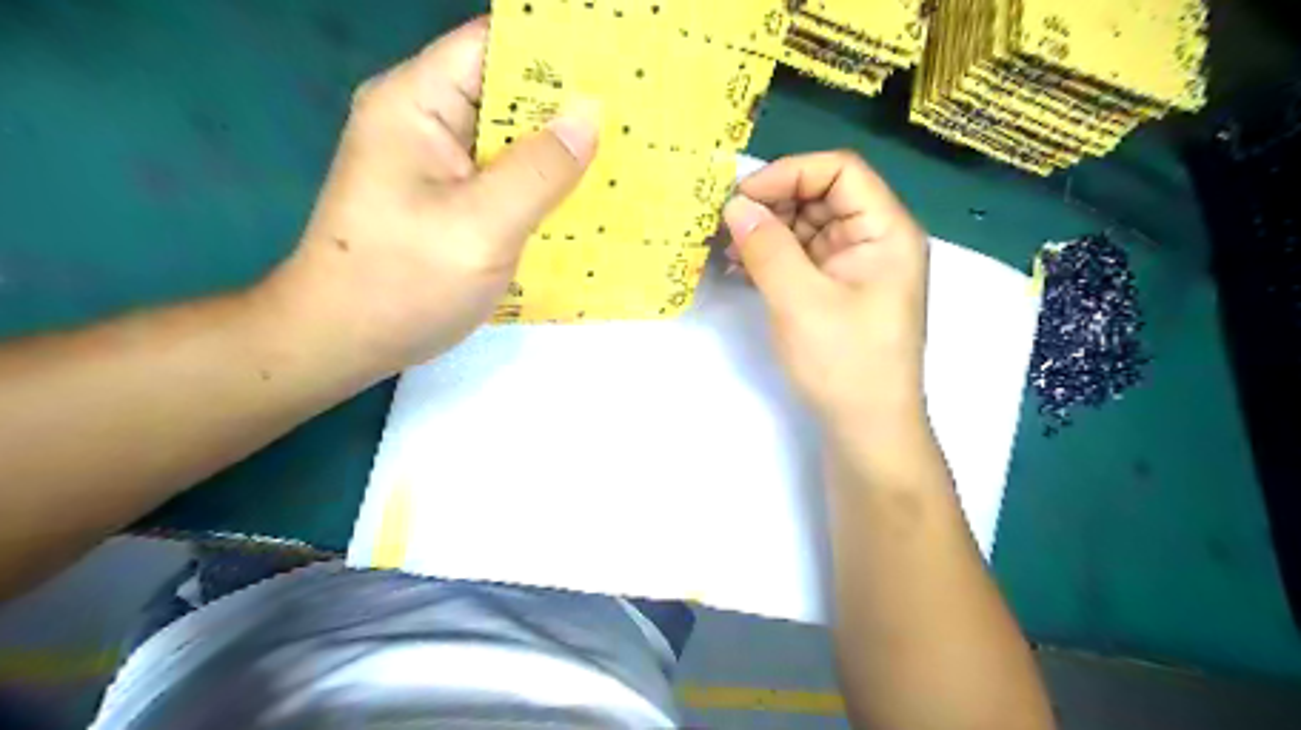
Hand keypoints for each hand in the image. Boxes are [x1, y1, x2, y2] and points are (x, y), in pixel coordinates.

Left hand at [272, 18, 603, 376]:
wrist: (343, 342)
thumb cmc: (404, 282)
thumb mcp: (481, 226)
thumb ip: (540, 170)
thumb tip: (591, 115)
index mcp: (418, 103)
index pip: (494, 46)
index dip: (557, 49)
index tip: (617, 66)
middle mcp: (426, 122)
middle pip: (506, 92)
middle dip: (568, 105)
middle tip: (636, 118)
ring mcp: (438, 165)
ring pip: (510, 141)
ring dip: (560, 150)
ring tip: (624, 155)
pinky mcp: (449, 201)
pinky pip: (506, 179)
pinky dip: (542, 186)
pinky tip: (583, 200)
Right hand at [722, 149, 924, 430]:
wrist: (865, 428)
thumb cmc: (844, 363)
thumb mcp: (800, 301)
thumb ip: (767, 248)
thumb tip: (734, 206)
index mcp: (886, 231)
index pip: (840, 171)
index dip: (789, 173)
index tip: (741, 197)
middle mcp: (874, 240)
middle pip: (821, 197)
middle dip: (771, 206)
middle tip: (723, 225)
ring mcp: (854, 267)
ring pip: (806, 228)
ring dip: (765, 233)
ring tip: (724, 250)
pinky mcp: (835, 290)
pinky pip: (801, 258)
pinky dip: (770, 258)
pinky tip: (739, 269)